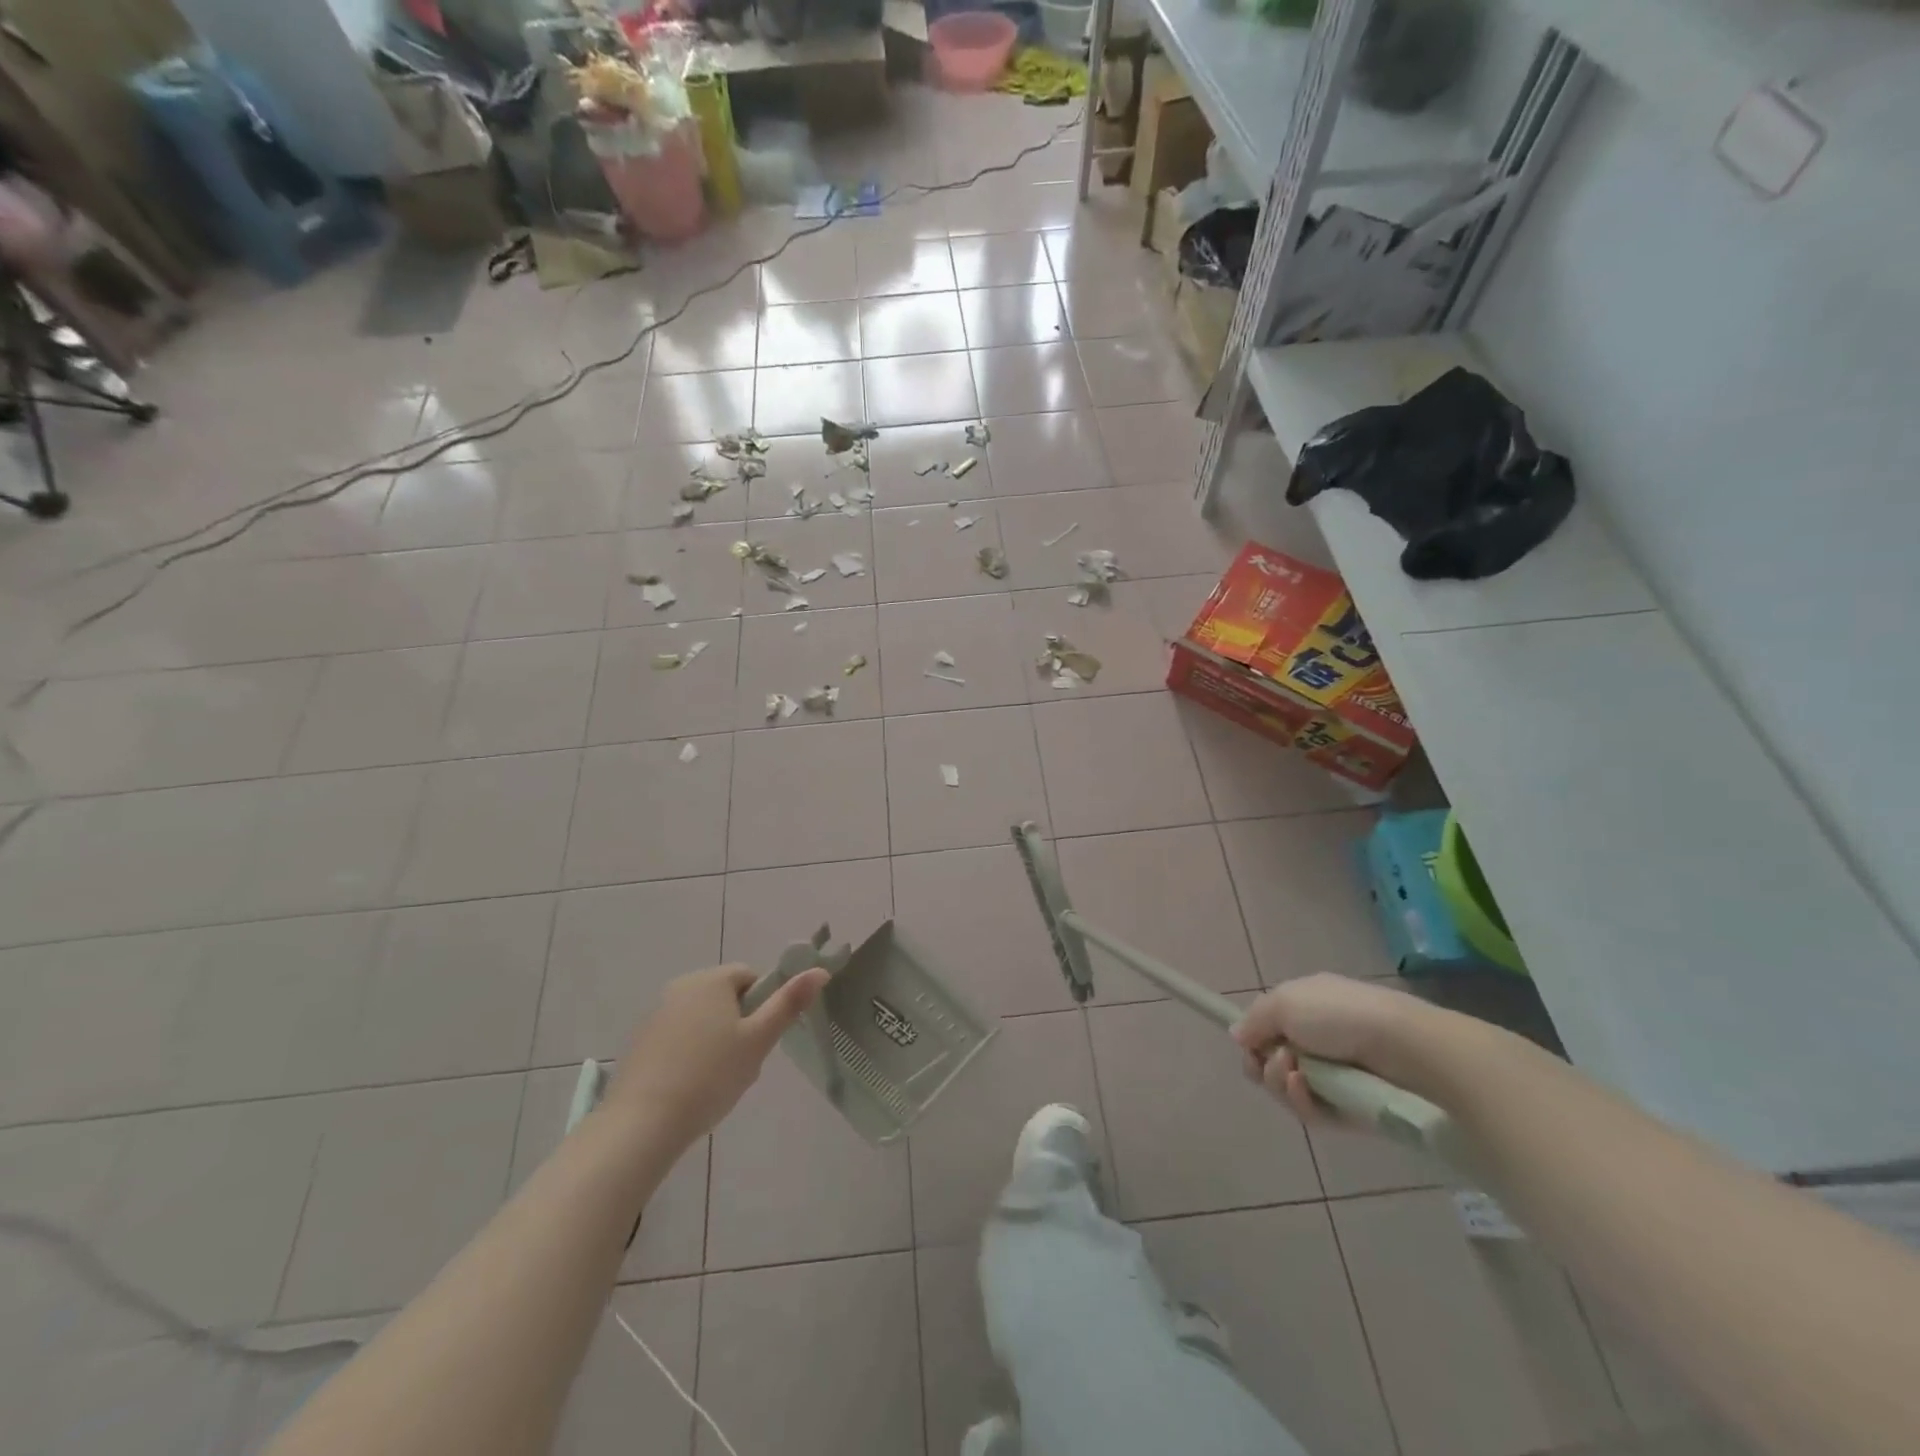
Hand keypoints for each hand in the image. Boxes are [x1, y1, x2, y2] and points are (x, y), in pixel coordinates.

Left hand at [605, 964, 828, 1148]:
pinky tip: (690, 1086)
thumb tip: (821, 970)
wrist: (642, 1124)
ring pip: (702, 1019)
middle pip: (725, 997)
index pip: (750, 977)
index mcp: (711, 980)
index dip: (763, 1005)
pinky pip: (678, 1038)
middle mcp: (681, 987)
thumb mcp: (758, 1040)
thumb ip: (789, 1003)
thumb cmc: (710, 1076)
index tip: (761, 1038)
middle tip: (743, 1062)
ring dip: (715, 1040)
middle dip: (739, 1025)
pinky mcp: (640, 1042)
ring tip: (717, 1080)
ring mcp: (656, 1014)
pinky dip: (689, 1054)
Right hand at [1230, 974, 1431, 1122]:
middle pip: (1272, 1063)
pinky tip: (1306, 1089)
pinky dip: (1302, 1102)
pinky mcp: (1350, 1110)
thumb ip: (1254, 1020)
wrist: (1402, 1047)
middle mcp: (1318, 1041)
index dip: (1253, 1041)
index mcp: (1305, 1010)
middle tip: (1277, 1061)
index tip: (1249, 1046)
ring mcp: (1335, 1077)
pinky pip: (1313, 1113)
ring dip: (1281, 1084)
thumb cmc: (1338, 1014)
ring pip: (1289, 1090)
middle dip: (1264, 1065)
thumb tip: (1238, 1035)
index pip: (1268, 1030)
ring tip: (1295, 1074)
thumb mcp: (1283, 1002)